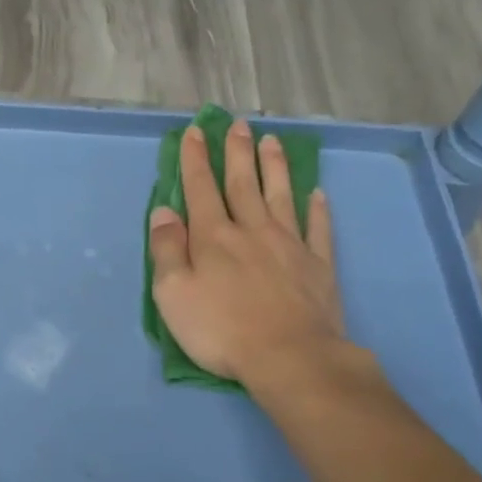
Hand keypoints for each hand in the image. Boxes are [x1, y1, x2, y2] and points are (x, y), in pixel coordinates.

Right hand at [148, 119, 350, 389]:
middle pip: (243, 183)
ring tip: (272, 141)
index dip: (196, 159)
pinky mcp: (318, 266)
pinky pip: (318, 229)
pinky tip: (317, 194)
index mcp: (213, 237)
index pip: (201, 188)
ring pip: (280, 196)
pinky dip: (317, 209)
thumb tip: (164, 211)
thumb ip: (166, 250)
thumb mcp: (173, 294)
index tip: (195, 132)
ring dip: (275, 167)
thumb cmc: (220, 329)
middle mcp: (251, 231)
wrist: (289, 358)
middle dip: (237, 152)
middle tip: (238, 124)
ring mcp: (290, 245)